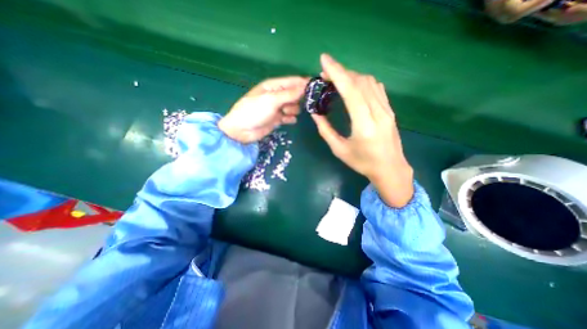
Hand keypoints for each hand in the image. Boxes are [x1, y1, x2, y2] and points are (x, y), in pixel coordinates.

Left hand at [215, 77, 306, 144]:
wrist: (242, 131)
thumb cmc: (254, 111)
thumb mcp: (272, 100)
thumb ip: (290, 94)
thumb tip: (306, 86)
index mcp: (273, 86)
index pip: (293, 81)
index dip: (304, 83)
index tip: (316, 89)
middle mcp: (276, 95)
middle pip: (295, 94)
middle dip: (297, 100)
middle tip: (294, 104)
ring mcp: (277, 108)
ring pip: (293, 106)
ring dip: (292, 110)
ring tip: (284, 113)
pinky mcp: (277, 119)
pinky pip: (289, 117)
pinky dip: (290, 118)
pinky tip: (288, 120)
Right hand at [311, 54, 411, 207]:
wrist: (390, 168)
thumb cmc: (363, 162)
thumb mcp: (340, 150)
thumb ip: (326, 131)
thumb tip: (315, 114)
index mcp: (364, 124)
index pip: (351, 91)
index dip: (337, 73)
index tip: (324, 60)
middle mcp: (378, 112)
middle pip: (360, 82)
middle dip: (341, 72)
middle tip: (325, 74)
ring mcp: (386, 110)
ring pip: (369, 82)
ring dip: (351, 76)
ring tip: (337, 79)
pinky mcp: (389, 110)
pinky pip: (376, 88)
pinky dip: (362, 82)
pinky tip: (353, 86)